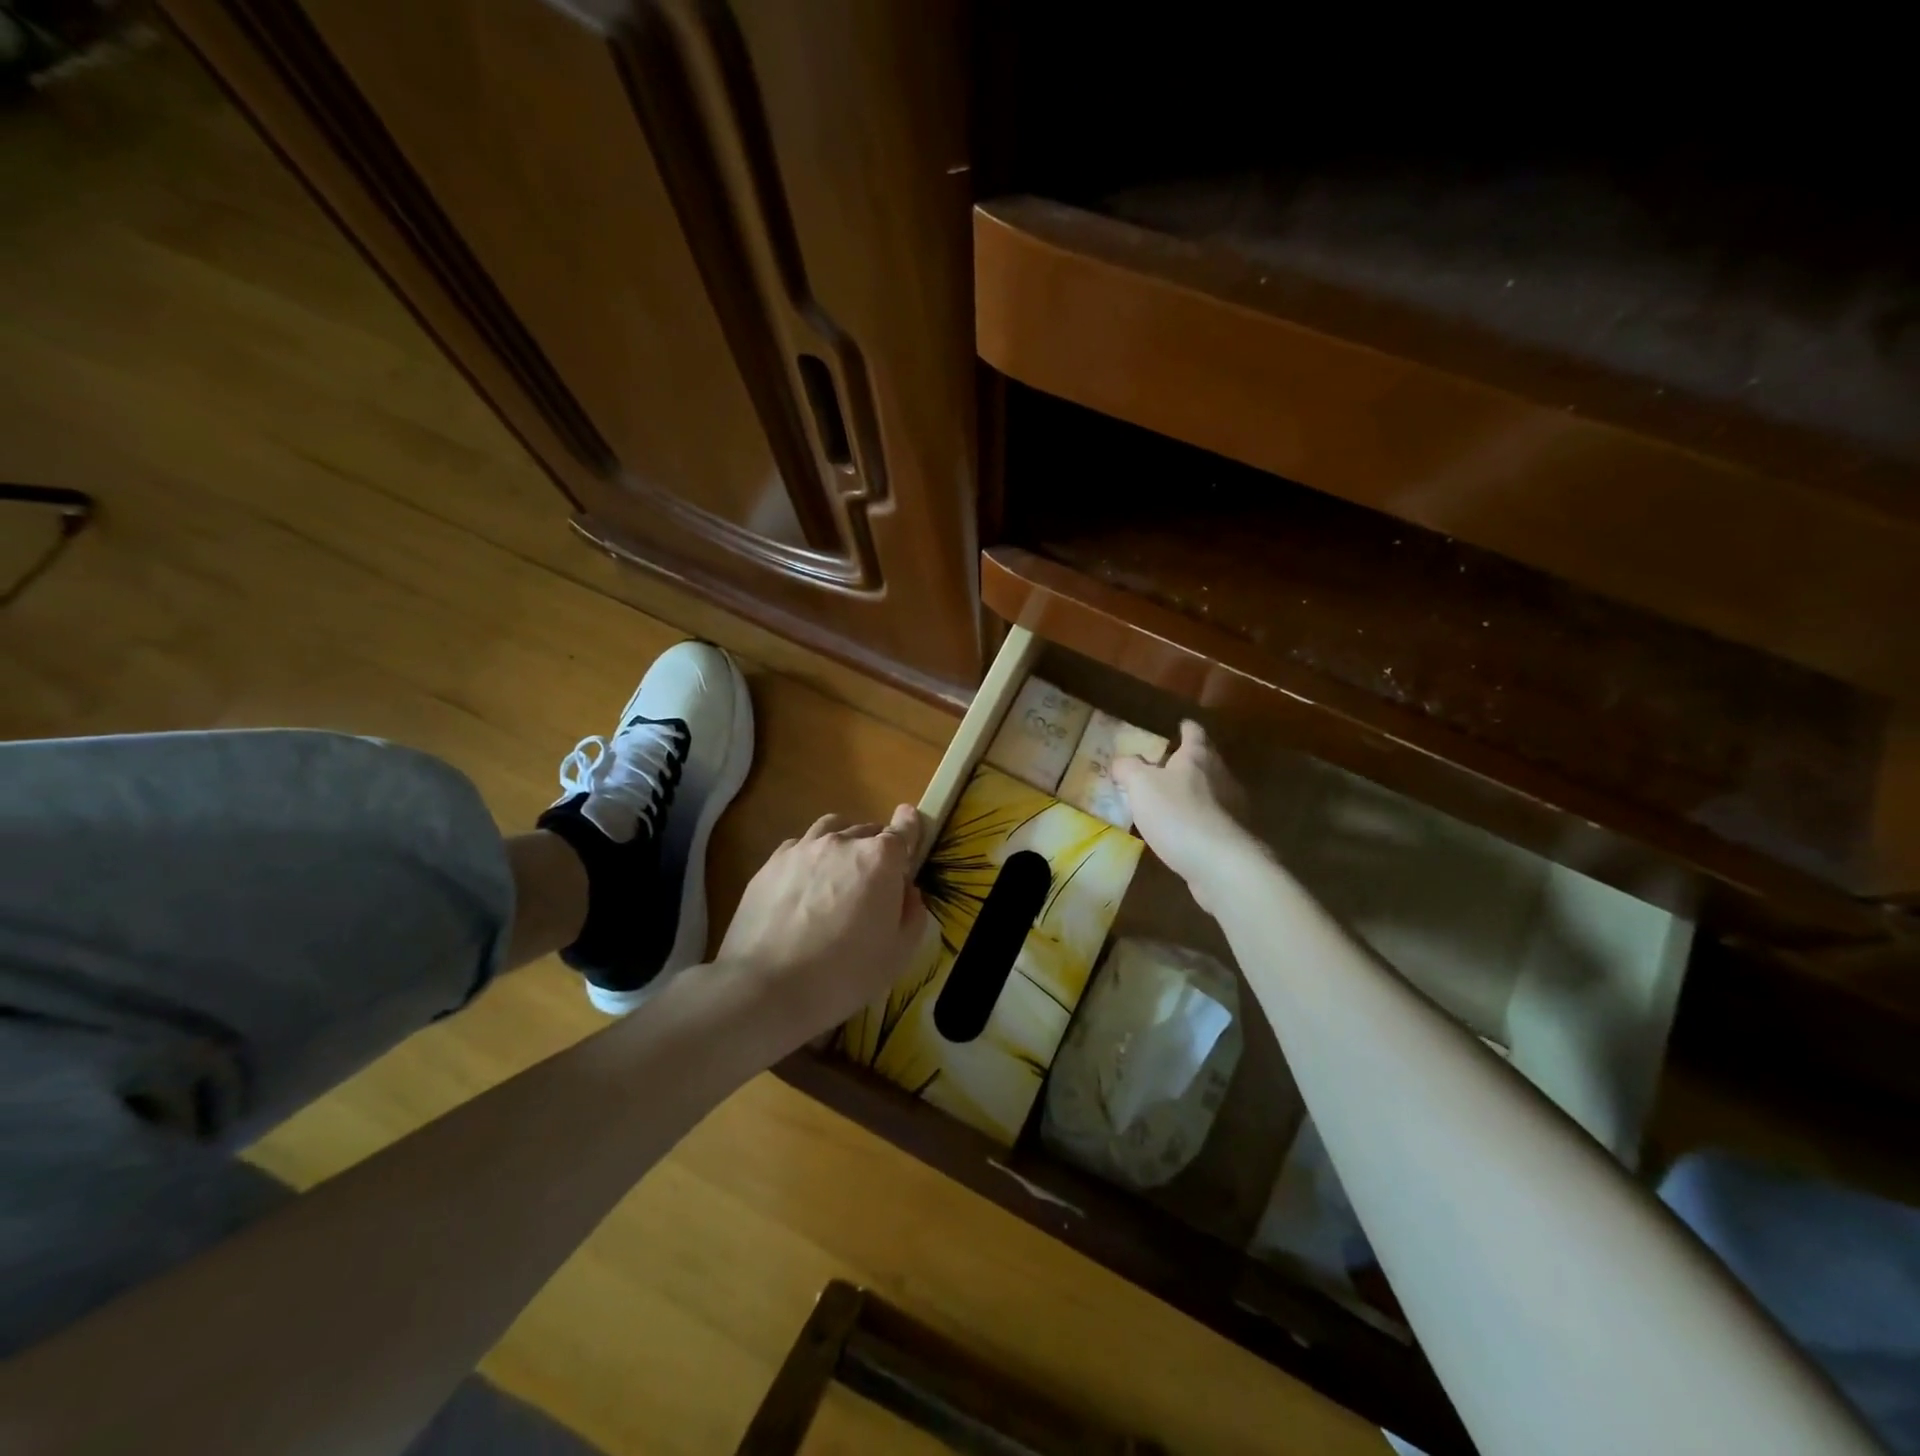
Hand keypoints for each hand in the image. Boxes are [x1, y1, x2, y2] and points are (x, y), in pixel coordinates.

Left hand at [718, 804, 930, 1043]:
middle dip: (877, 848)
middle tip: (875, 879)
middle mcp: (842, 843)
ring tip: (840, 869)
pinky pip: (799, 846)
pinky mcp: (771, 863)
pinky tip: (805, 883)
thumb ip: (911, 914)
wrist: (766, 987)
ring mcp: (803, 849)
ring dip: (843, 842)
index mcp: (879, 859)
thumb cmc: (844, 974)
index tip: (911, 820)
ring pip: (831, 829)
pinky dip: (810, 855)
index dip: (910, 825)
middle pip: (867, 831)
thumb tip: (906, 892)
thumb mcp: (898, 954)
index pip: (903, 829)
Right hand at [1112, 720, 1254, 891]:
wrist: (1219, 863)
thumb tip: (1121, 762)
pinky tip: (1181, 831)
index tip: (1181, 725)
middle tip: (1167, 764)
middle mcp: (1219, 776)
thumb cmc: (1177, 813)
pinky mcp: (1231, 835)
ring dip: (1193, 792)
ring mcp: (1230, 807)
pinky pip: (1211, 819)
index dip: (1186, 728)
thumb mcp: (1140, 785)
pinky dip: (1197, 819)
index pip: (1194, 733)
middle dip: (1189, 760)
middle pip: (1206, 760)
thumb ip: (1128, 769)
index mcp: (1197, 757)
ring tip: (1170, 799)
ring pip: (1210, 790)